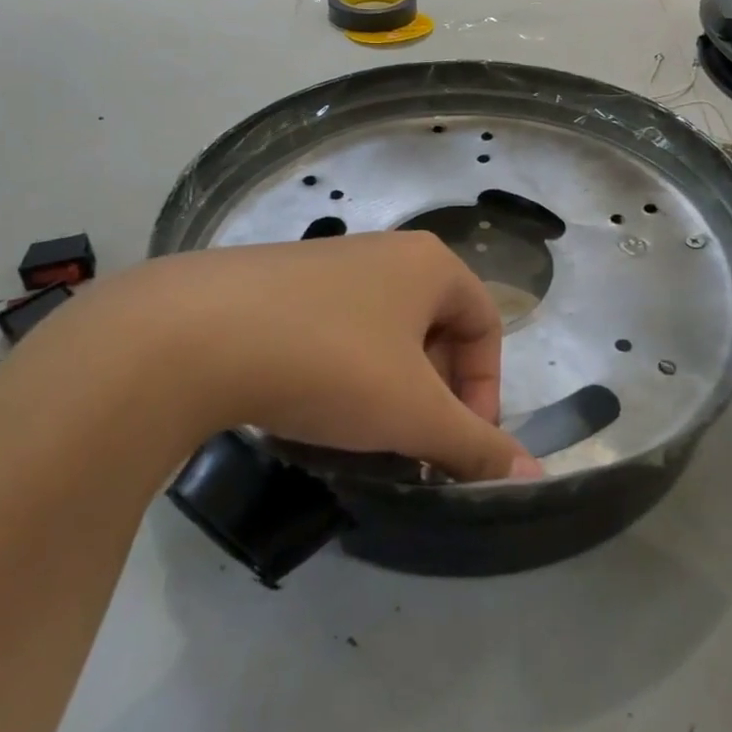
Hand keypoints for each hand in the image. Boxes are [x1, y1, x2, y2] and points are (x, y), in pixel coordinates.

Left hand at [26, 232, 538, 481]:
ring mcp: (325, 264)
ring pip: (381, 334)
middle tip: (409, 445)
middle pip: (434, 329)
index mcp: (429, 264)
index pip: (486, 325)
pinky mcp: (276, 284)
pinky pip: (332, 331)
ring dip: (385, 389)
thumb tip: (538, 480)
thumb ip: (476, 446)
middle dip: (432, 393)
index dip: (485, 390)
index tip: (457, 443)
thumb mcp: (413, 413)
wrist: (194, 333)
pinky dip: (338, 374)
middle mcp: (383, 252)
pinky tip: (307, 410)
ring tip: (358, 436)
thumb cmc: (330, 362)